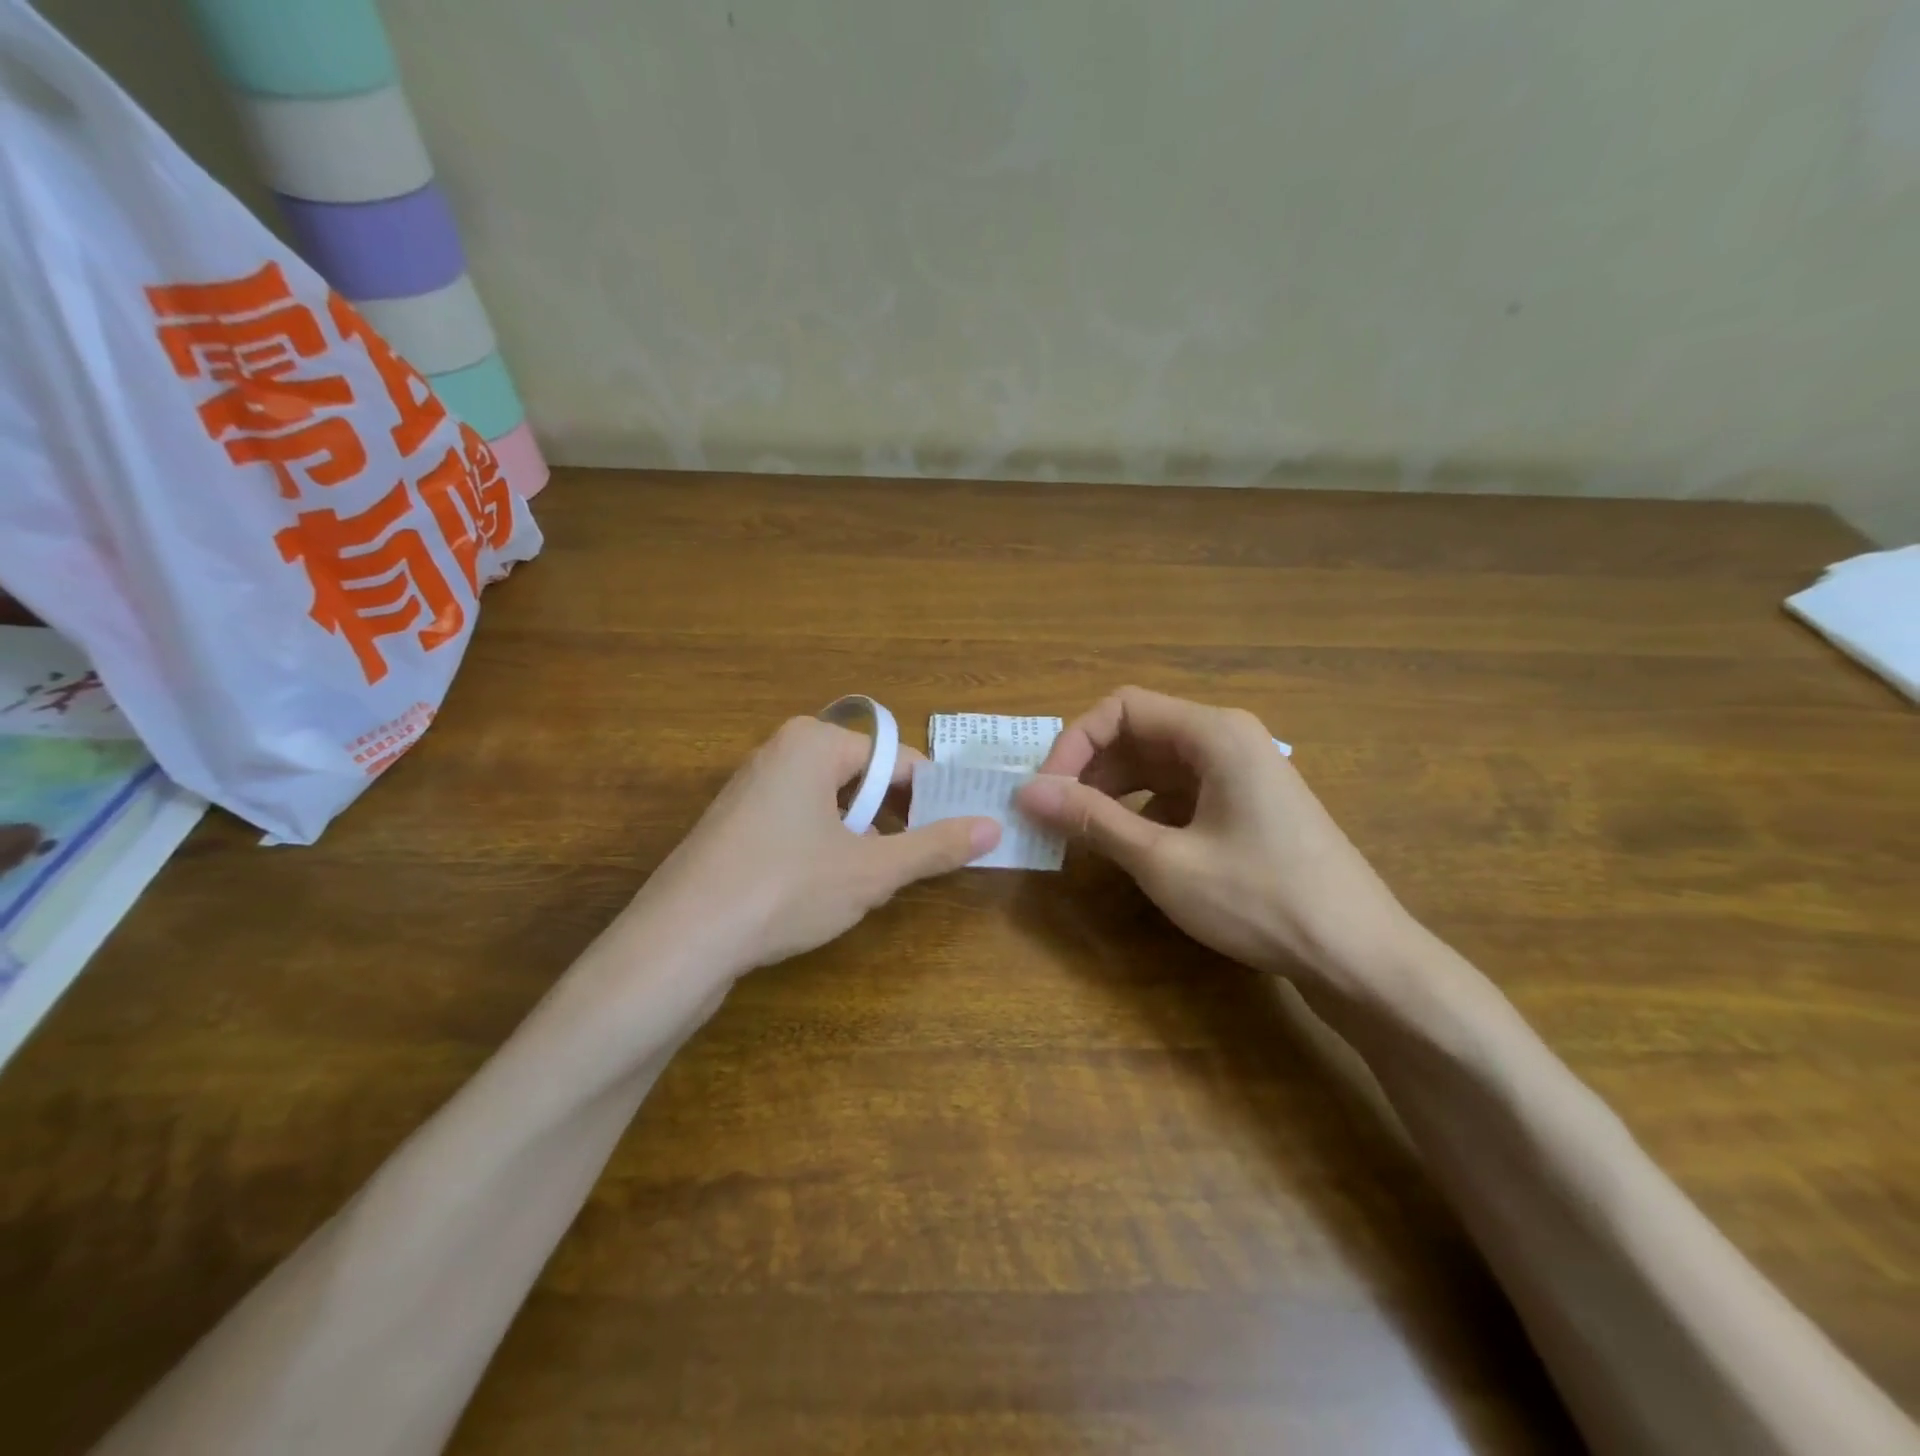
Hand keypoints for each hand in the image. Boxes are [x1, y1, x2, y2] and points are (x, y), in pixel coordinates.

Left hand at [626, 716, 1000, 975]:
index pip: (897, 760)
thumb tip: (994, 827)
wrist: (679, 941)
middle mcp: (780, 751)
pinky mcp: (733, 823)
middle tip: (918, 860)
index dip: (932, 797)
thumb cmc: (786, 888)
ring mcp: (750, 786)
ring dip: (861, 835)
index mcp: (814, 742)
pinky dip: (825, 844)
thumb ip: (935, 847)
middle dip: (895, 817)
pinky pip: (798, 820)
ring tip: (875, 878)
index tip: (958, 833)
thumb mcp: (871, 870)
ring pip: (831, 802)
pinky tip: (824, 887)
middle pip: (862, 777)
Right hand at [1015, 687, 1416, 996]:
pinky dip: (1143, 810)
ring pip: (1156, 764)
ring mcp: (1240, 772)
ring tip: (1080, 831)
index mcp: (1213, 733)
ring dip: (1112, 790)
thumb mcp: (1164, 861)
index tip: (1045, 791)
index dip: (1073, 743)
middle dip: (1089, 768)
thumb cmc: (1261, 899)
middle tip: (1053, 814)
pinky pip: (1179, 791)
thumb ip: (1093, 820)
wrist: (1359, 956)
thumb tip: (1026, 793)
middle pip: (1138, 732)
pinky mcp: (1245, 805)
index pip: (1121, 708)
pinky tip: (1130, 846)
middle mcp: (1227, 739)